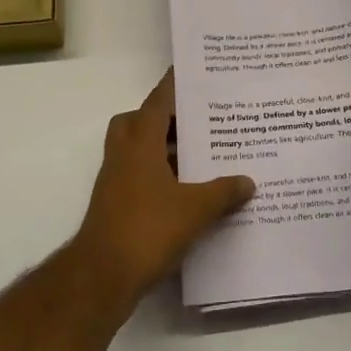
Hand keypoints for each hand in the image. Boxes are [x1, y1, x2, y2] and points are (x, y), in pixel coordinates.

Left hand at [73, 70, 255, 300]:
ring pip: (140, 148)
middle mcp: (124, 152)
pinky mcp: (117, 203)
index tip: (199, 74)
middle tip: (201, 120)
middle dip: (168, 117)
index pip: (160, 99)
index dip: (178, 84)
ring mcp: (117, 178)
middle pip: (142, 120)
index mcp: (140, 141)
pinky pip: (142, 174)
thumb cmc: (147, 229)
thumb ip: (223, 192)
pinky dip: (163, 174)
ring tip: (204, 154)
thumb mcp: (195, 209)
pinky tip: (191, 190)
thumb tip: (248, 181)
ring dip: (166, 148)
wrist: (102, 276)